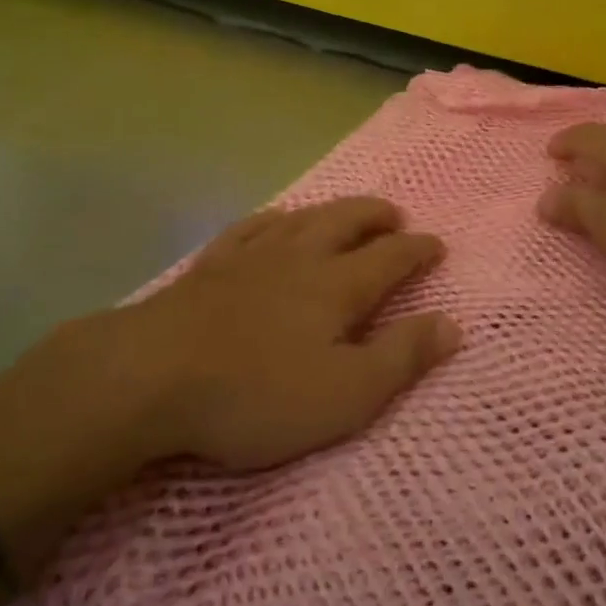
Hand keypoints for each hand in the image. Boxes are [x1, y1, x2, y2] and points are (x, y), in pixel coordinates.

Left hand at [115, 198, 458, 470]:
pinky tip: (276, 217)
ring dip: (333, 210)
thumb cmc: (257, 394)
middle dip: (376, 216)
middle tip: (396, 215)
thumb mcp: (345, 393)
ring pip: (303, 218)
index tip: (437, 245)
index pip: (391, 258)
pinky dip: (274, 217)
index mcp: (336, 286)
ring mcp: (251, 256)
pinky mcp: (211, 265)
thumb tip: (453, 324)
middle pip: (347, 222)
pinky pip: (251, 227)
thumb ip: (401, 358)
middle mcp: (300, 257)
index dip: (418, 250)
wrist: (152, 376)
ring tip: (348, 211)